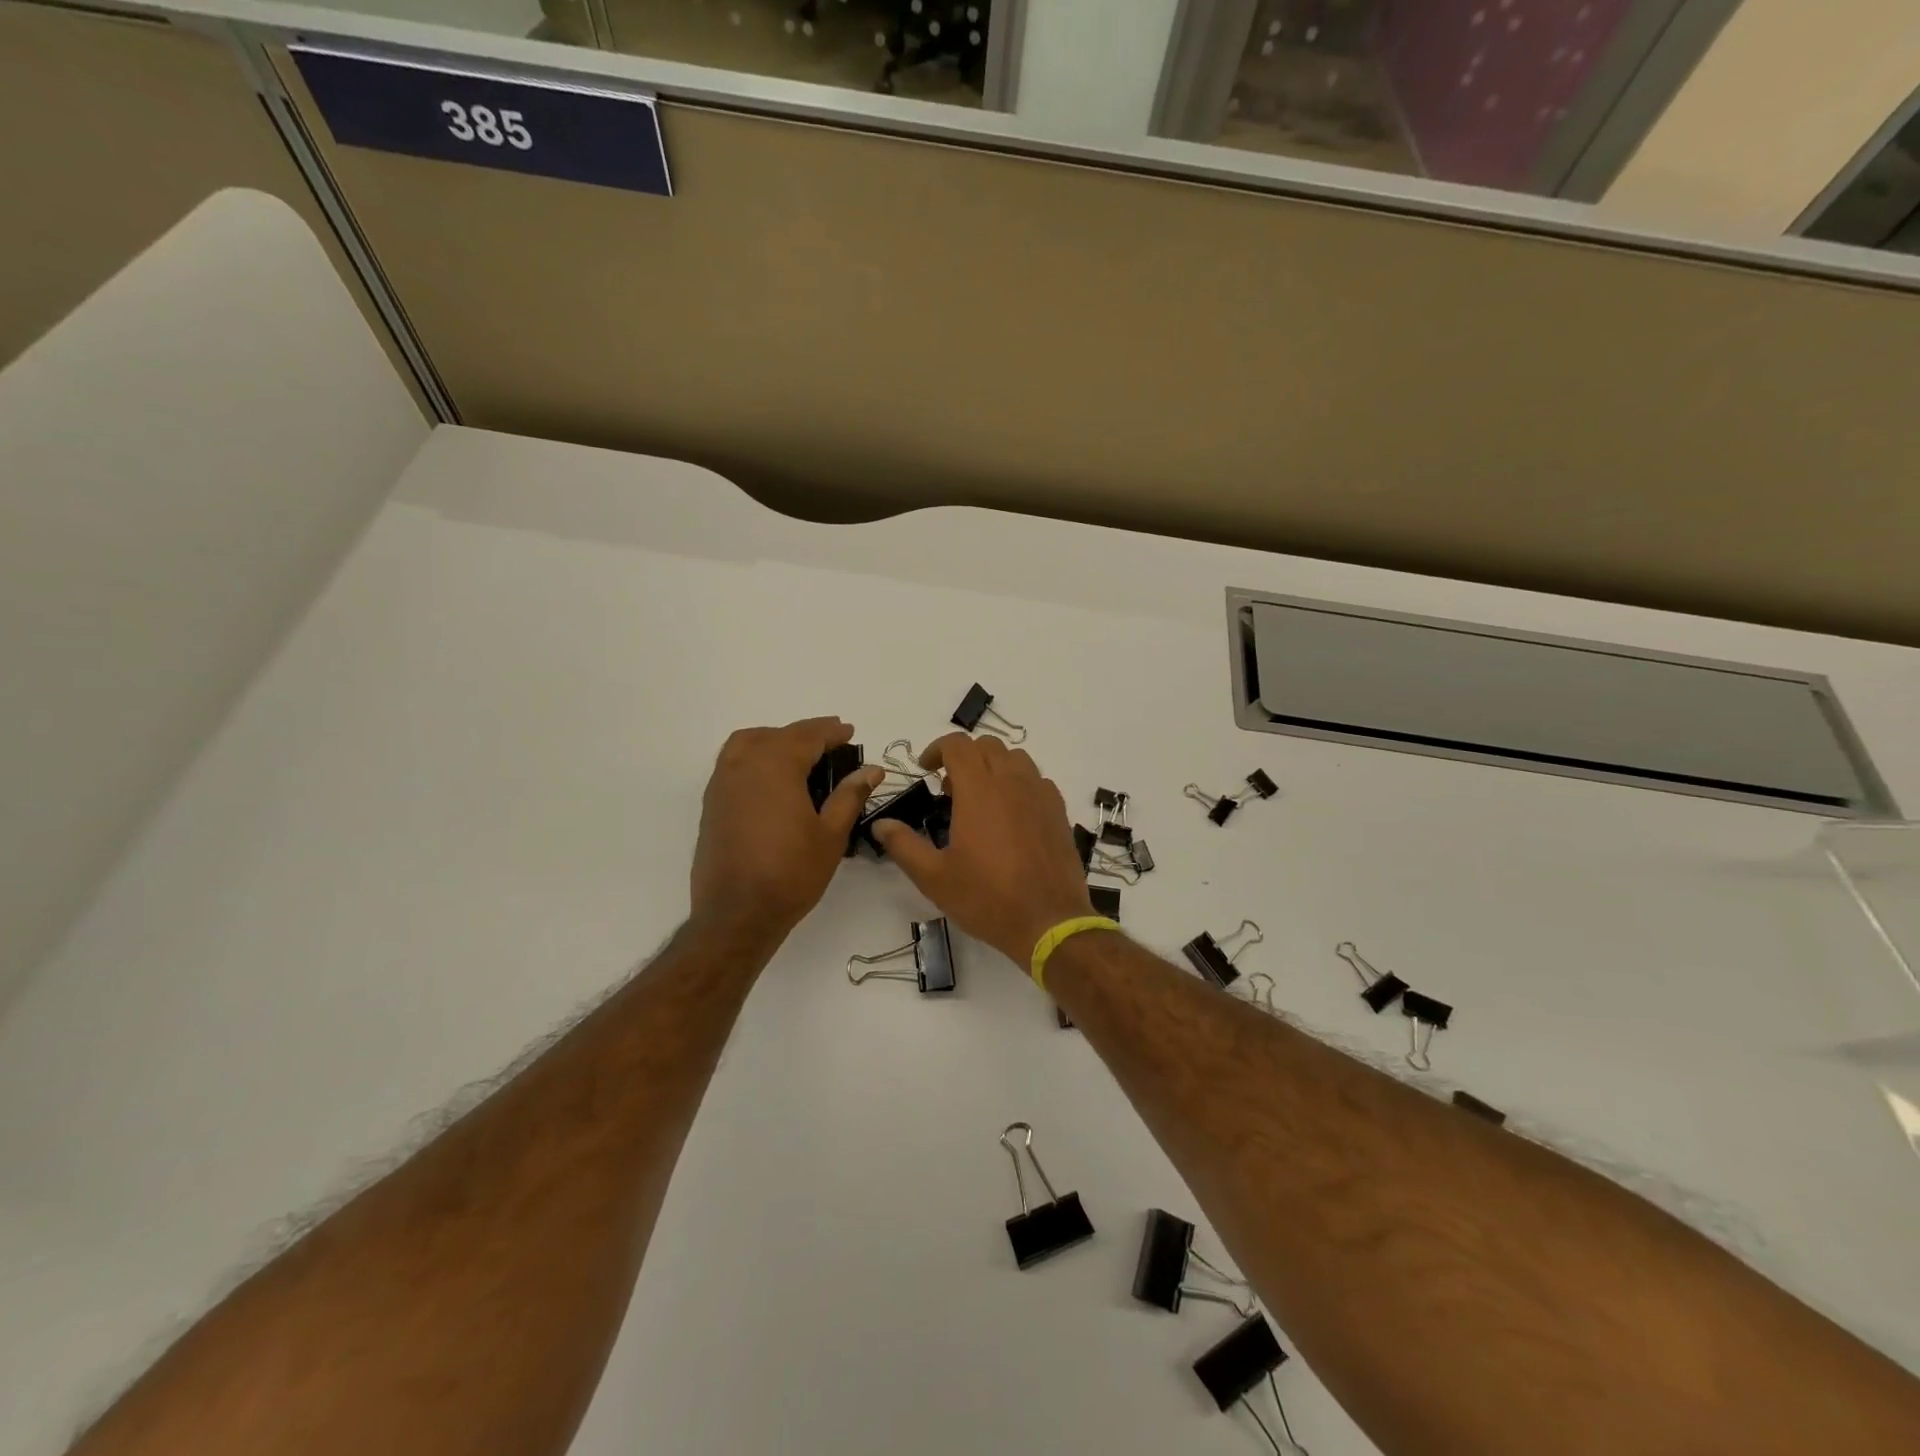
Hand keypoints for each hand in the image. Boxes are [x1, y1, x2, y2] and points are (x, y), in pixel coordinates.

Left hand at [689, 718, 885, 947]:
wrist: (736, 914)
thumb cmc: (791, 873)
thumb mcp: (831, 835)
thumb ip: (850, 795)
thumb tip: (872, 769)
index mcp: (776, 766)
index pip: (807, 735)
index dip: (831, 731)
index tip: (850, 732)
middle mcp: (745, 765)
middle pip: (778, 735)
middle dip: (806, 734)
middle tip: (832, 741)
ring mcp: (722, 783)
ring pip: (748, 742)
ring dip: (775, 739)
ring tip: (799, 753)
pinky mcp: (711, 803)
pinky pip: (733, 762)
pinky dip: (754, 756)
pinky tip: (771, 778)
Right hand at [873, 733, 1093, 966]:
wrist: (1048, 922)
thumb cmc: (986, 898)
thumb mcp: (934, 877)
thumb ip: (903, 845)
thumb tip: (881, 824)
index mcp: (979, 790)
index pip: (957, 745)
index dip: (937, 749)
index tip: (925, 769)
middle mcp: (1012, 781)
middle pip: (987, 746)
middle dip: (963, 757)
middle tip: (948, 788)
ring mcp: (1040, 794)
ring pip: (1015, 758)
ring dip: (993, 766)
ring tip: (980, 797)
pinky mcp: (1058, 811)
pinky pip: (1037, 780)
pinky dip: (1018, 783)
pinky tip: (1010, 814)